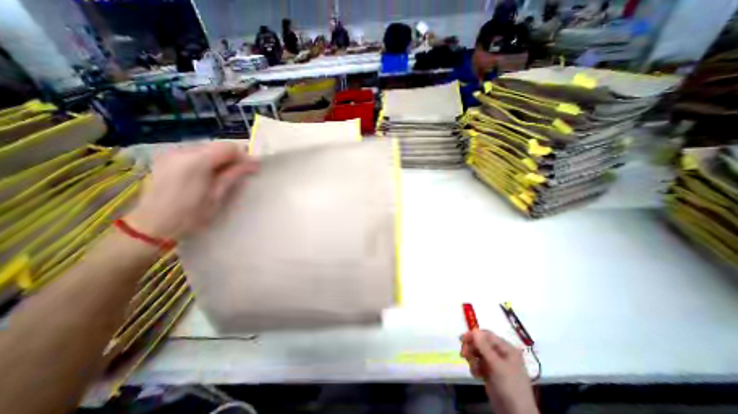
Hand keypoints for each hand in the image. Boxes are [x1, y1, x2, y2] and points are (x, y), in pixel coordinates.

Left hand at [128, 141, 257, 239]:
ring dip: (221, 159)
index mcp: (196, 161)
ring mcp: (171, 154)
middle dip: (233, 157)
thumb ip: (234, 175)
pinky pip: (195, 153)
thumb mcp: (217, 196)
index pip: (228, 147)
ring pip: (207, 148)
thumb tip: (253, 164)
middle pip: (217, 146)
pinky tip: (210, 174)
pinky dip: (208, 160)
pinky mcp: (166, 159)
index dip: (243, 156)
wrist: (152, 226)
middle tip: (243, 172)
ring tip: (227, 174)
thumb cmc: (190, 215)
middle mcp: (182, 152)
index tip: (253, 168)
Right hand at [459, 330, 536, 413]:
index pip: (488, 336)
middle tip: (463, 353)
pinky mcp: (490, 373)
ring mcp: (495, 364)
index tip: (462, 338)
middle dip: (472, 347)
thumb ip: (484, 347)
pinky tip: (476, 375)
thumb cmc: (510, 386)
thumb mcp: (497, 366)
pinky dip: (475, 367)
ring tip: (471, 366)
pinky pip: (478, 364)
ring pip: (478, 353)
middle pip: (481, 343)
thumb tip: (474, 330)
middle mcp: (501, 354)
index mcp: (507, 349)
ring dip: (472, 358)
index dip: (475, 335)